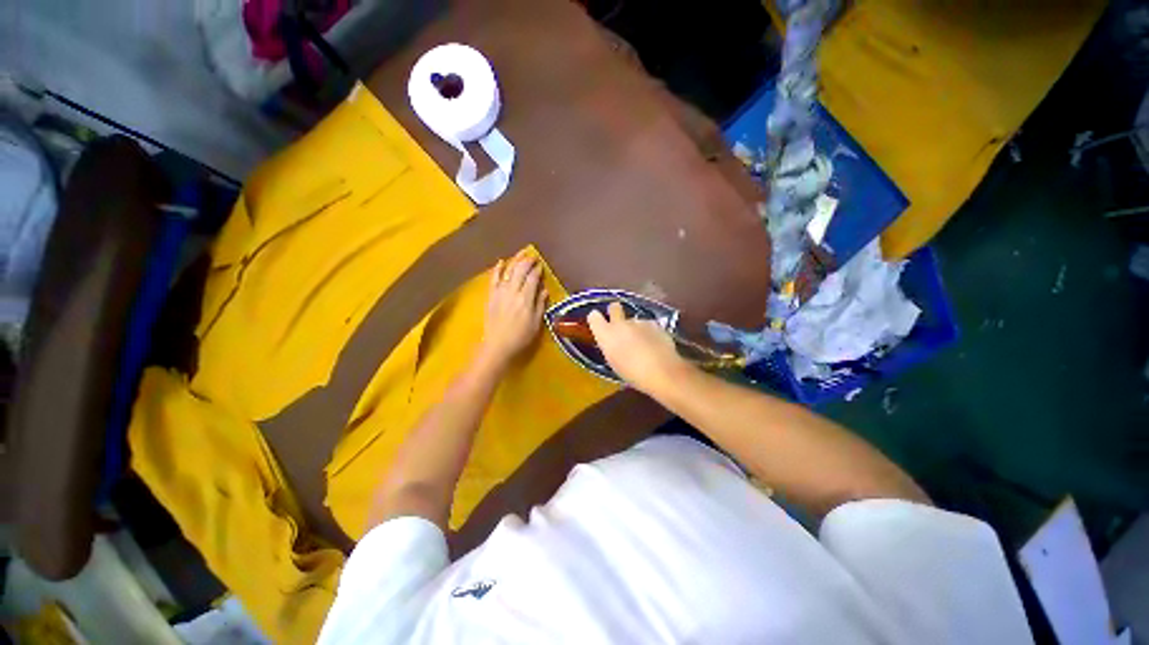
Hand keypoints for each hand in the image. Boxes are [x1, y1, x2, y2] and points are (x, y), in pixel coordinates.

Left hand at [478, 253, 546, 369]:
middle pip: (520, 270)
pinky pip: (494, 278)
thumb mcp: (536, 323)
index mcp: (526, 299)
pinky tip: (501, 261)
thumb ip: (540, 305)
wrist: (497, 345)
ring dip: (515, 260)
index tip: (541, 265)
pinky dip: (498, 269)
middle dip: (527, 261)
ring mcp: (500, 292)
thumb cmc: (520, 337)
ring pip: (508, 271)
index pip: (533, 278)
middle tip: (533, 256)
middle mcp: (513, 291)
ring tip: (522, 253)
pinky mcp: (491, 295)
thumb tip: (544, 290)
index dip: (537, 270)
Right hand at [587, 302, 690, 394]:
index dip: (597, 319)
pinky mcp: (655, 324)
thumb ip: (611, 347)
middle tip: (619, 323)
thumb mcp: (614, 362)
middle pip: (614, 307)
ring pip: (633, 320)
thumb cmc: (632, 374)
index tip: (600, 323)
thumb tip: (614, 342)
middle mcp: (620, 324)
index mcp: (606, 335)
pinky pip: (648, 325)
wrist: (661, 371)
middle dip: (615, 311)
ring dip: (635, 327)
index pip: (594, 317)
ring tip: (642, 344)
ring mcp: (639, 322)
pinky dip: (650, 332)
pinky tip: (655, 345)